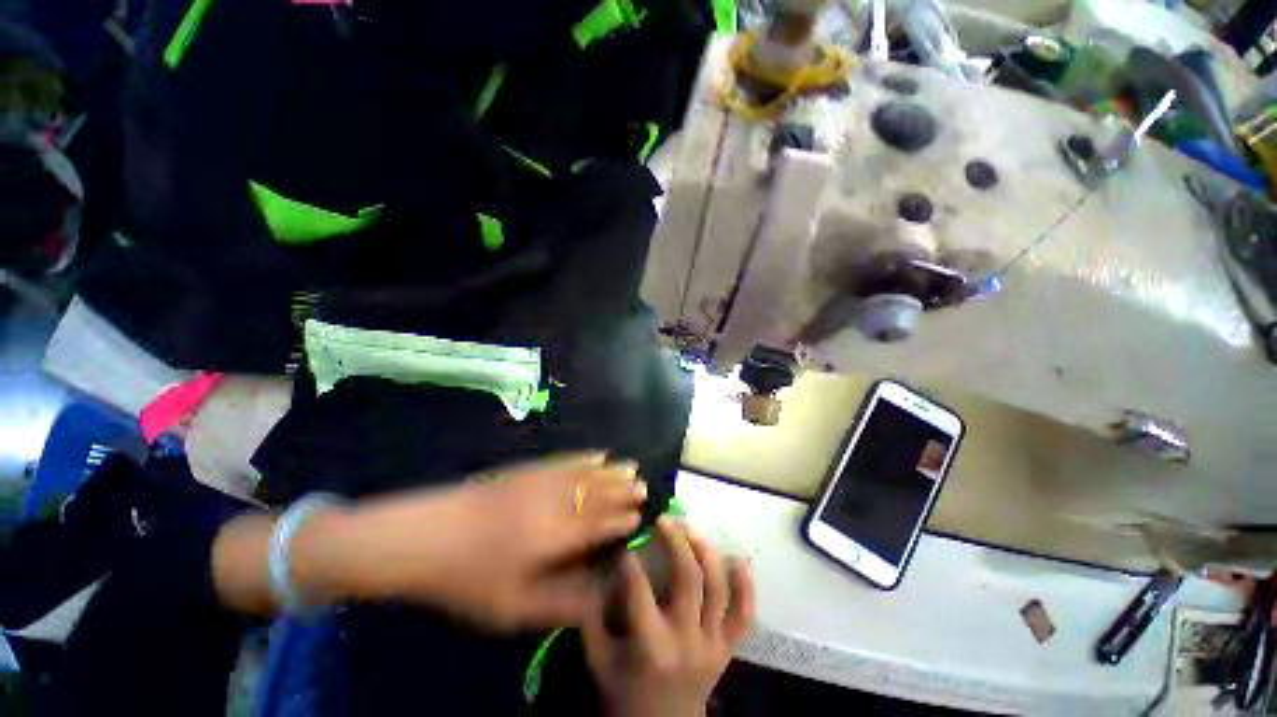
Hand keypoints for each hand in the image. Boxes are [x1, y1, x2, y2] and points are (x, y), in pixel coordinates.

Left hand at [294, 453, 646, 630]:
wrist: (425, 534)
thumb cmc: (467, 577)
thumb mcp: (511, 607)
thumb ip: (559, 604)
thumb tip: (596, 601)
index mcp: (554, 537)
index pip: (598, 525)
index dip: (620, 520)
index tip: (640, 515)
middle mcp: (555, 503)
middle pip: (596, 494)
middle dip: (622, 490)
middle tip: (644, 484)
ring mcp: (541, 481)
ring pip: (586, 473)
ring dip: (610, 470)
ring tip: (631, 465)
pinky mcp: (526, 469)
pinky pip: (564, 460)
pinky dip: (584, 456)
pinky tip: (596, 453)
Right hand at [583, 517, 754, 716]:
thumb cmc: (625, 696)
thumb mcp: (599, 661)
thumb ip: (592, 617)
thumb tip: (597, 573)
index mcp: (651, 646)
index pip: (640, 589)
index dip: (630, 559)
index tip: (625, 543)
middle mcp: (687, 640)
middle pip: (688, 577)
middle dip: (676, 540)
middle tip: (663, 519)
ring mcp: (713, 644)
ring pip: (718, 587)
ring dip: (706, 552)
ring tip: (691, 529)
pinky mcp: (727, 649)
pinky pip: (744, 615)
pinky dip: (746, 586)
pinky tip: (738, 559)